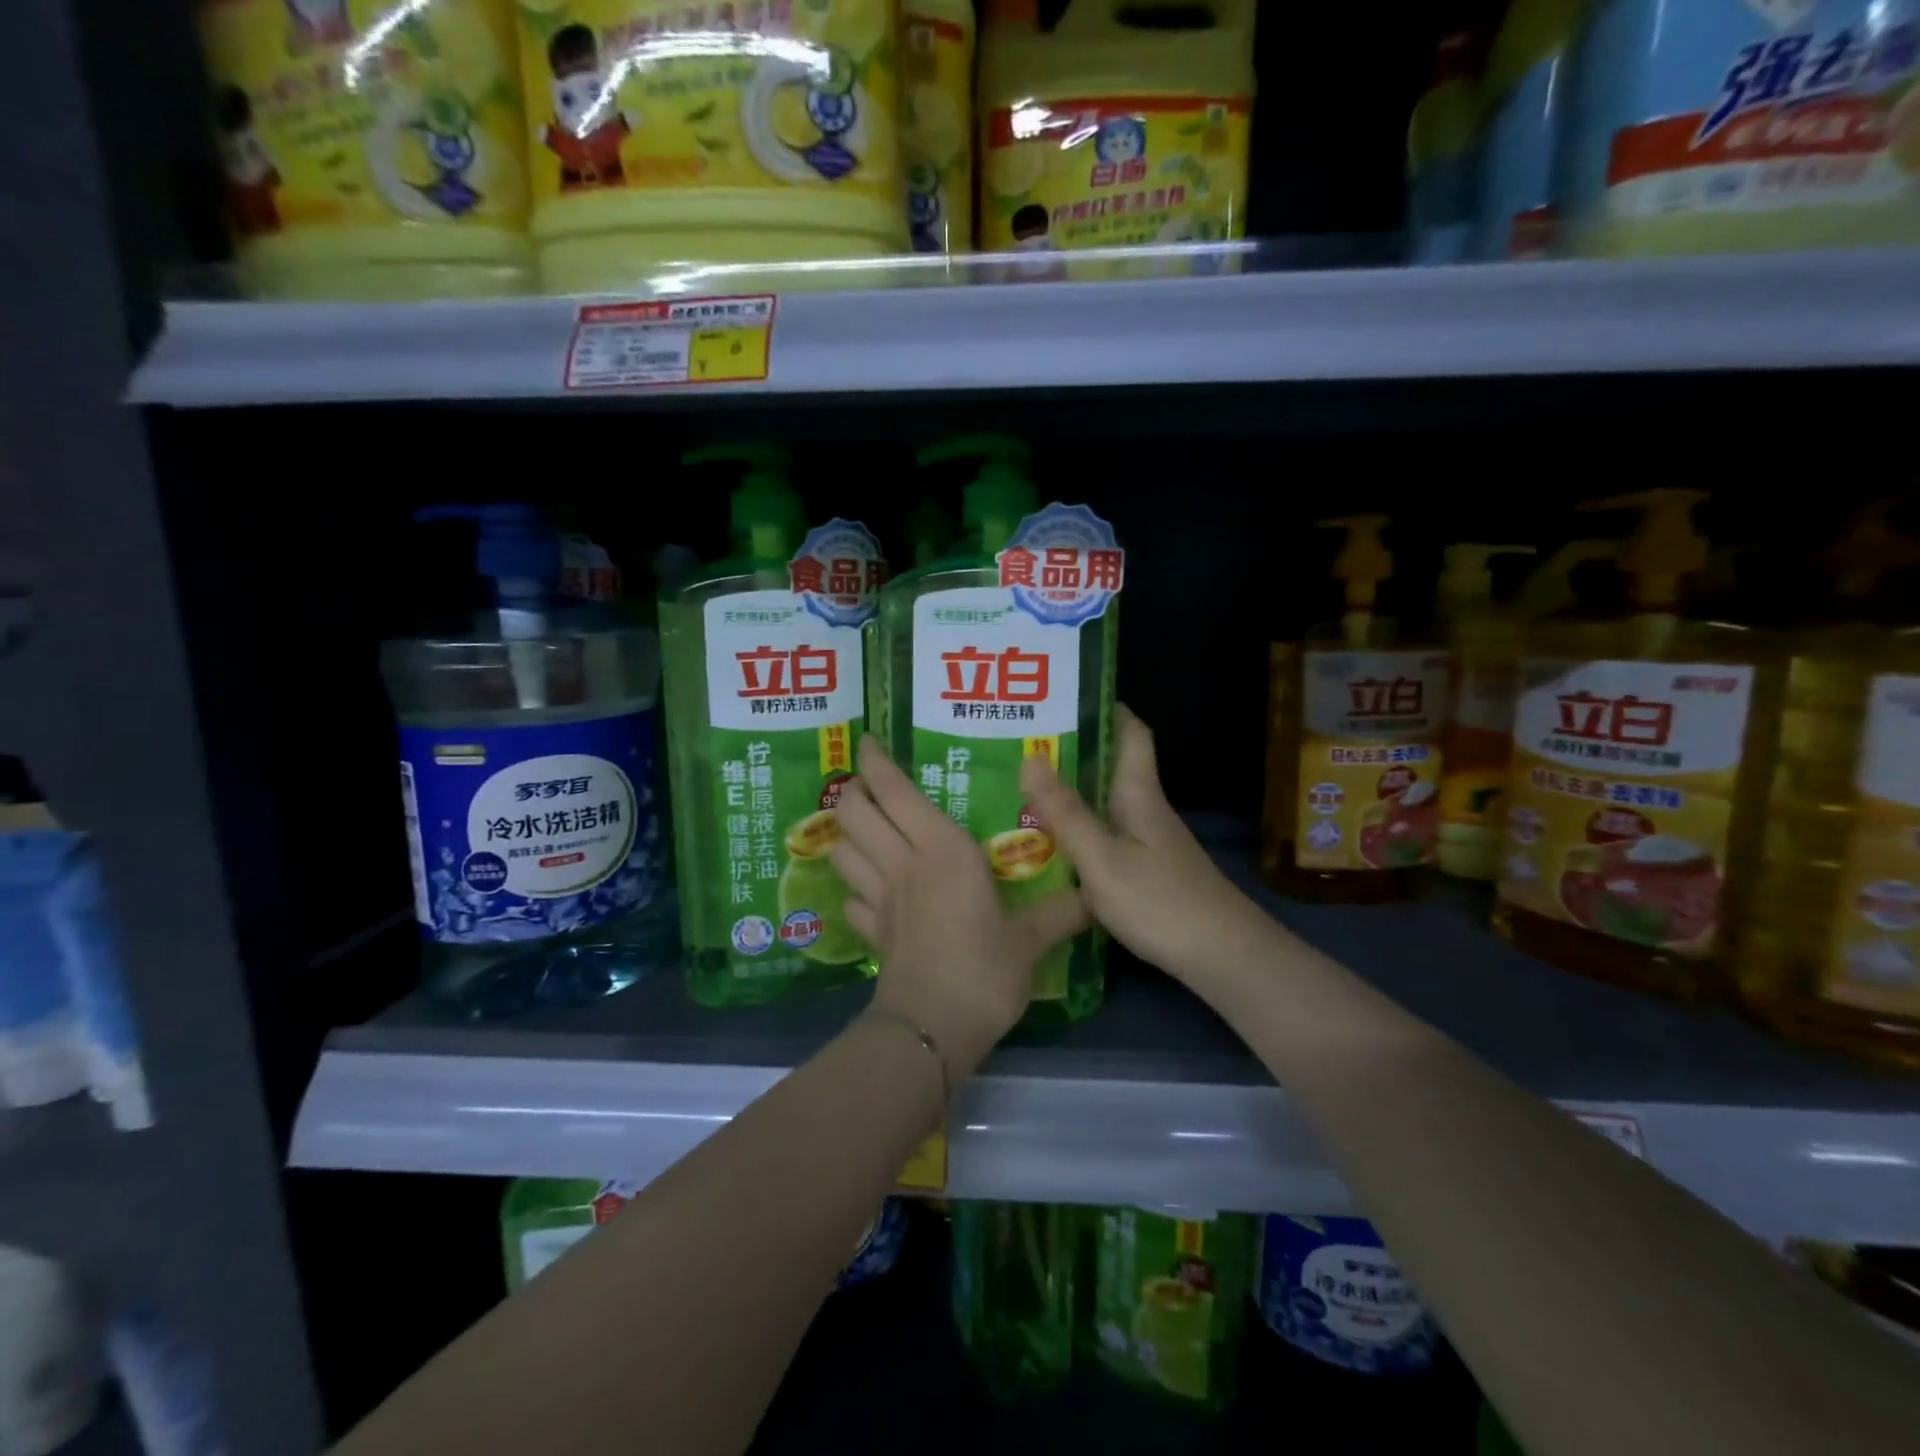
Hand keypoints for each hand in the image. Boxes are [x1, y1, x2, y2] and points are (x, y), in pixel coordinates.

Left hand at [831, 737, 1088, 1075]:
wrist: (934, 1028)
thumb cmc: (984, 970)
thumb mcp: (1031, 939)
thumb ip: (1062, 911)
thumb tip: (1097, 896)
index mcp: (941, 849)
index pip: (894, 790)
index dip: (875, 762)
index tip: (869, 741)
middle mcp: (902, 862)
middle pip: (853, 812)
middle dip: (852, 791)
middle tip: (867, 784)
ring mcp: (880, 898)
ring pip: (842, 850)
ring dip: (845, 833)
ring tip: (863, 827)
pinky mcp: (871, 932)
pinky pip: (851, 899)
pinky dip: (854, 888)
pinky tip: (869, 892)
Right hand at [1020, 706, 1275, 987]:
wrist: (1223, 958)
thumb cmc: (1160, 902)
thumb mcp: (1102, 859)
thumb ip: (1065, 813)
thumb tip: (1030, 757)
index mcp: (1139, 794)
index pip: (1132, 734)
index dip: (1107, 708)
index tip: (1068, 695)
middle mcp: (1146, 810)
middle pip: (1112, 768)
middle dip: (1072, 752)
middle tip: (1021, 746)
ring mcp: (1150, 843)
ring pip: (1106, 804)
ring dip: (1071, 794)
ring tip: (1023, 791)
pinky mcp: (1148, 872)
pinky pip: (1106, 836)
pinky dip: (1079, 831)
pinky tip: (1051, 847)